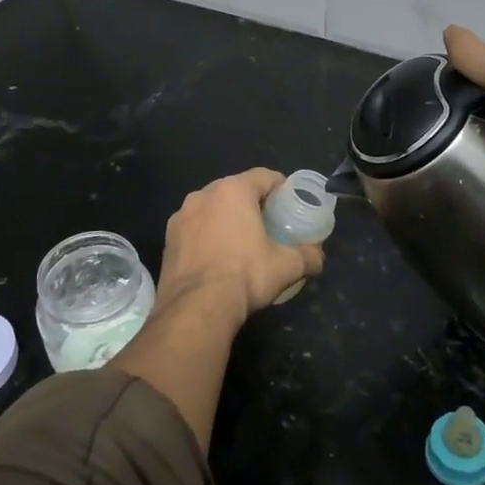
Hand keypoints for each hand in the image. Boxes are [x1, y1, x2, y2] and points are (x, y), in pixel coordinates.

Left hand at [156, 169, 325, 327]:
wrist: (196, 308)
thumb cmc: (245, 275)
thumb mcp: (286, 266)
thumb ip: (308, 256)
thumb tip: (317, 256)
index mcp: (232, 191)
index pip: (264, 176)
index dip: (281, 187)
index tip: (291, 203)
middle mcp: (203, 195)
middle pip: (236, 190)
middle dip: (254, 203)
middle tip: (270, 224)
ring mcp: (180, 217)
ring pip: (212, 209)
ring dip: (227, 219)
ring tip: (242, 242)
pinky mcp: (168, 240)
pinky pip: (195, 229)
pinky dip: (208, 236)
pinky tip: (217, 258)